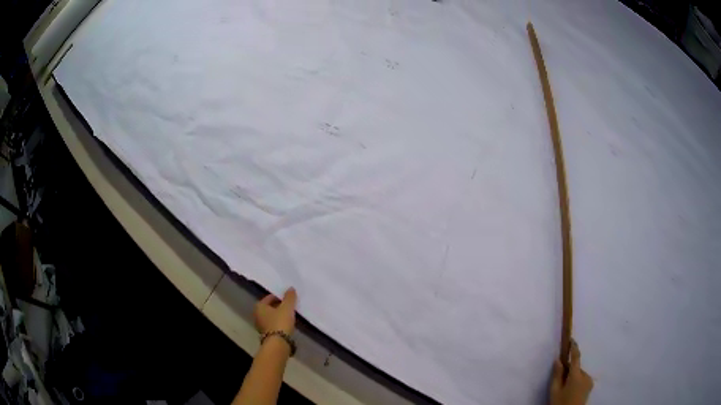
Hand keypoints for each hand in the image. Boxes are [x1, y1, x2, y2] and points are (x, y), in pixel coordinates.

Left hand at [254, 287, 296, 334]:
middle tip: (290, 306)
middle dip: (279, 306)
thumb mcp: (287, 307)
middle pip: (270, 307)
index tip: (288, 298)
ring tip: (290, 315)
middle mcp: (257, 315)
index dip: (279, 297)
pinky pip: (273, 324)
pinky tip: (287, 324)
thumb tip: (290, 288)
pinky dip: (279, 323)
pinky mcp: (266, 334)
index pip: (269, 297)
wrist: (278, 343)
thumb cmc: (280, 322)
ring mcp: (261, 325)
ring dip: (279, 315)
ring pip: (271, 316)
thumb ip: (289, 297)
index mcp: (259, 306)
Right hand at [550, 340, 593, 404]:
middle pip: (576, 368)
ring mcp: (589, 381)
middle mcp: (586, 376)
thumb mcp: (554, 391)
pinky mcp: (590, 386)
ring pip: (579, 374)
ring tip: (565, 390)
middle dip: (569, 371)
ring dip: (573, 377)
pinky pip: (582, 379)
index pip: (575, 357)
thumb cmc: (561, 403)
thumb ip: (556, 375)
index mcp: (576, 376)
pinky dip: (576, 382)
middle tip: (560, 382)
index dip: (574, 348)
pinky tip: (571, 391)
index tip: (572, 340)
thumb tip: (558, 360)